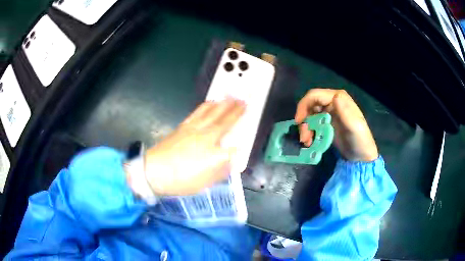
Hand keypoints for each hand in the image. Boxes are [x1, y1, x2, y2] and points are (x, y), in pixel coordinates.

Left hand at [144, 99, 244, 195]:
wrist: (154, 171)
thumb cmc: (180, 180)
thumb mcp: (204, 183)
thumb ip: (220, 171)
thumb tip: (231, 162)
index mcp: (213, 154)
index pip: (232, 146)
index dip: (241, 141)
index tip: (245, 139)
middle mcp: (205, 138)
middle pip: (223, 121)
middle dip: (235, 110)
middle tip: (243, 100)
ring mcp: (193, 130)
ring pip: (210, 113)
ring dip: (222, 104)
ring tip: (229, 97)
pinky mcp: (182, 127)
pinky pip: (197, 113)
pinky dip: (205, 106)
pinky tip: (209, 103)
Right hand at [295, 89, 377, 161]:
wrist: (361, 157)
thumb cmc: (360, 141)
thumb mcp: (355, 127)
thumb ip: (346, 113)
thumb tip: (335, 97)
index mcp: (339, 98)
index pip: (315, 95)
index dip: (303, 106)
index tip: (299, 122)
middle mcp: (332, 102)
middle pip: (310, 105)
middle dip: (304, 120)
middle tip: (303, 137)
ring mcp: (329, 113)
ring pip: (309, 115)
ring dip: (305, 128)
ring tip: (307, 142)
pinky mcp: (326, 123)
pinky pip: (312, 124)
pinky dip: (309, 132)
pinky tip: (310, 142)